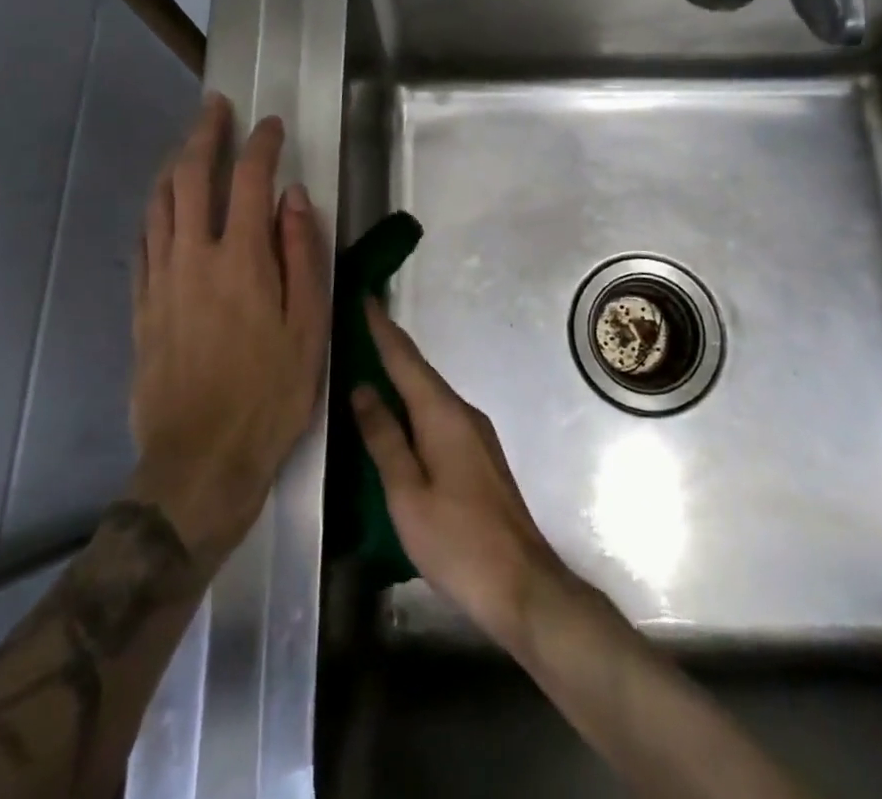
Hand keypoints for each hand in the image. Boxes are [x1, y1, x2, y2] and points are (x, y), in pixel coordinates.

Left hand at [130, 94, 329, 558]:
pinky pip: (144, 240)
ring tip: (188, 143)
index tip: (271, 125)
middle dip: (205, 134)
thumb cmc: (270, 395)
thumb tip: (294, 199)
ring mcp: (161, 280)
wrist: (200, 461)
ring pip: (160, 203)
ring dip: (175, 164)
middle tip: (216, 106)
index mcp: (241, 260)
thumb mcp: (309, 328)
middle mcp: (193, 257)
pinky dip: (155, 209)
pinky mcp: (142, 306)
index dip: (260, 145)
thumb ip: (303, 256)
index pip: (248, 180)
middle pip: (192, 177)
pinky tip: (162, 204)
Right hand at [351, 303, 562, 645]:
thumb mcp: (407, 493)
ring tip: (371, 362)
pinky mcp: (479, 455)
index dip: (382, 329)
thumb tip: (363, 388)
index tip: (364, 297)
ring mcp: (476, 434)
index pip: (405, 359)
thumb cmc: (457, 541)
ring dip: (402, 376)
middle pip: (420, 371)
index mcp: (443, 414)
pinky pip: (439, 414)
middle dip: (390, 347)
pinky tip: (400, 414)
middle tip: (359, 326)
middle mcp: (463, 413)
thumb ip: (384, 438)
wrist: (522, 585)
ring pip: (430, 394)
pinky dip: (414, 403)